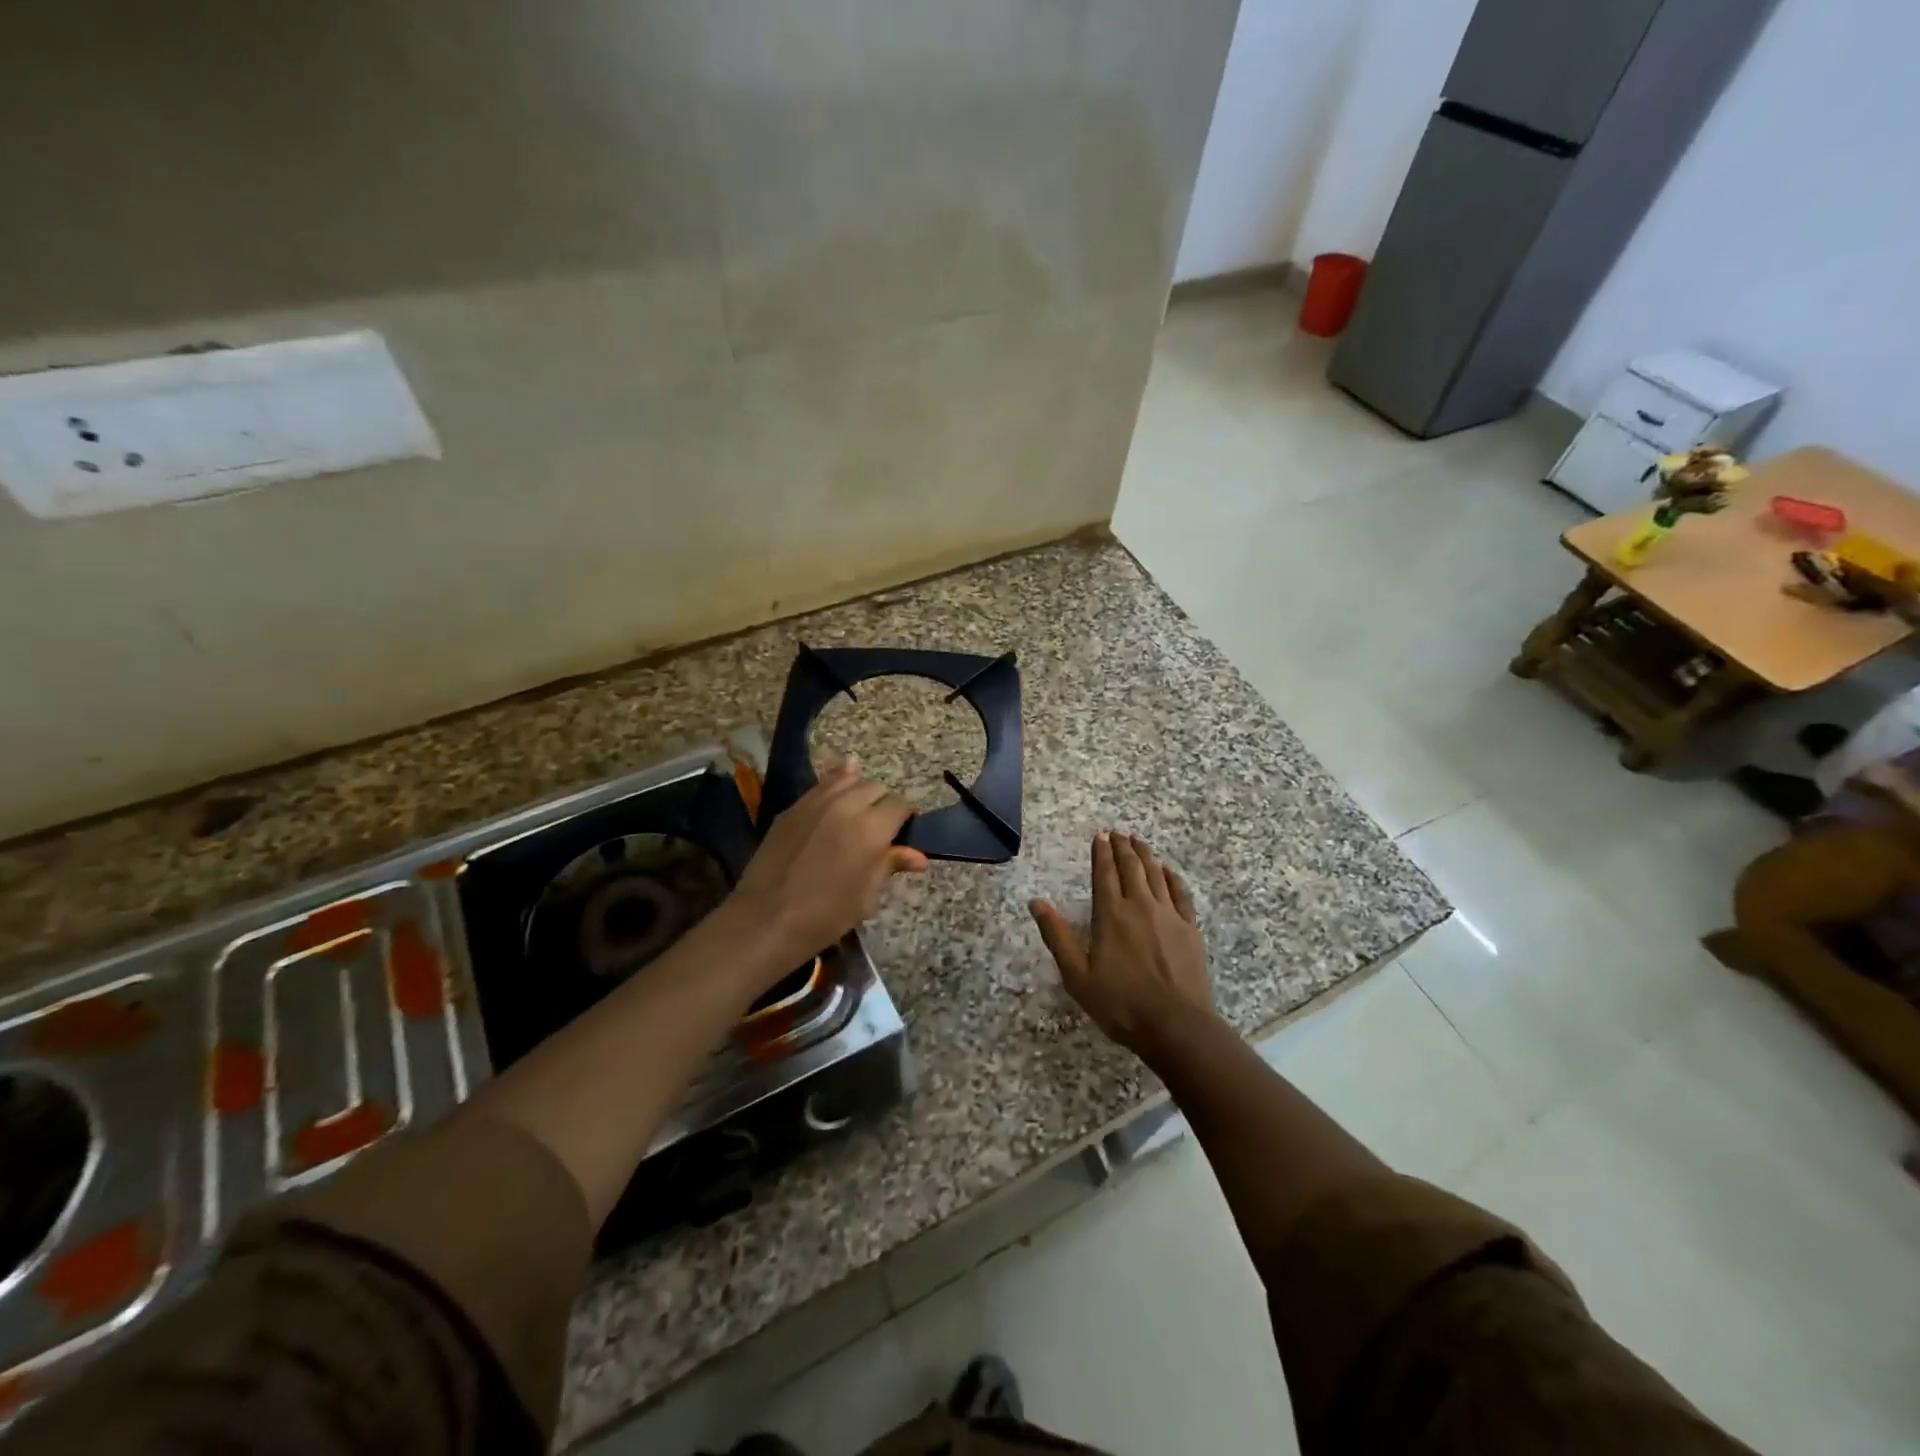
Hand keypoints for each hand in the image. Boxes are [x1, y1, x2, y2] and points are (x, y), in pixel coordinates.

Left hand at [730, 759, 928, 965]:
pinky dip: (833, 787)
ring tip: (856, 812)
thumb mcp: (867, 895)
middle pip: (875, 787)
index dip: (904, 819)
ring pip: (847, 779)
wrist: (767, 919)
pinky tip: (835, 798)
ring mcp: (815, 802)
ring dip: (858, 792)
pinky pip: (820, 786)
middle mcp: (846, 805)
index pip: (899, 806)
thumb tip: (918, 856)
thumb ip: (890, 865)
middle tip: (878, 829)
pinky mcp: (792, 808)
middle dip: (882, 804)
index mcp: (872, 829)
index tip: (901, 836)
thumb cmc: (826, 915)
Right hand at [1030, 832, 1212, 1060]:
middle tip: (1118, 833)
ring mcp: (1168, 915)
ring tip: (1139, 842)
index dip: (1101, 853)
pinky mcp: (1189, 928)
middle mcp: (1139, 906)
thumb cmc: (1120, 1004)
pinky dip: (1171, 877)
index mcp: (1110, 915)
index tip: (1100, 836)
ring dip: (1145, 855)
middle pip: (1131, 868)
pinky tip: (1167, 871)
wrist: (1176, 1025)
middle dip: (1123, 848)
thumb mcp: (1077, 975)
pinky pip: (1179, 893)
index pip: (1104, 874)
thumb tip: (1036, 902)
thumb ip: (1057, 936)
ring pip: (1155, 874)